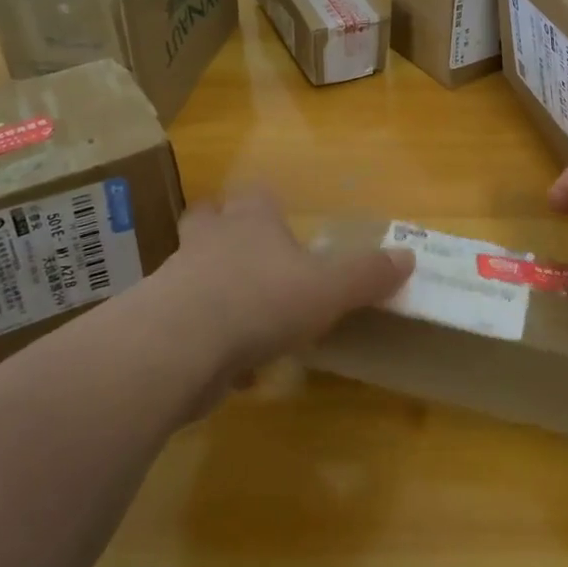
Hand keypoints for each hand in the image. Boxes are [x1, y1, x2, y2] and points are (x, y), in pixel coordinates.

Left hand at [147, 190, 413, 384]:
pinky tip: (233, 370)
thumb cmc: (262, 300)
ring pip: (193, 272)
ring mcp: (177, 280)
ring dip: (215, 289)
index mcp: (252, 222)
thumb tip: (408, 256)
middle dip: (224, 231)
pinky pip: (187, 326)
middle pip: (208, 220)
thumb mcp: (329, 288)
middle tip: (247, 254)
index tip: (279, 217)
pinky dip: (208, 342)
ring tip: (247, 318)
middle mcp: (211, 241)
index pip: (256, 195)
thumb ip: (367, 274)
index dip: (267, 203)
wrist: (180, 345)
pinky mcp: (159, 323)